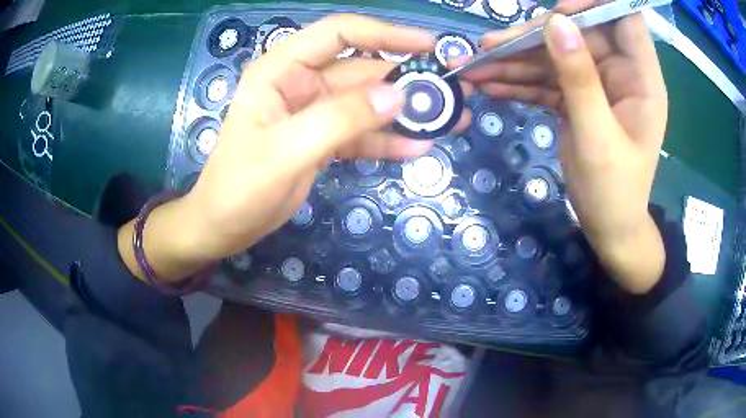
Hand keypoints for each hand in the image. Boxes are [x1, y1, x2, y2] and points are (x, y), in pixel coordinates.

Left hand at [117, 15, 469, 282]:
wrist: (223, 227)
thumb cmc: (239, 187)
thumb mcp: (286, 151)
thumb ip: (340, 119)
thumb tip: (399, 95)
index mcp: (282, 70)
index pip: (339, 33)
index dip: (385, 34)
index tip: (428, 45)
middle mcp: (300, 83)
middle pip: (363, 70)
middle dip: (408, 79)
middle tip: (453, 92)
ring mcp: (314, 112)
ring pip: (368, 103)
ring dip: (406, 111)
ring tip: (450, 120)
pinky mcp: (322, 140)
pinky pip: (361, 134)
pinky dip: (388, 140)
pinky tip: (418, 148)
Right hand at [461, 2, 666, 292]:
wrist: (608, 228)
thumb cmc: (614, 192)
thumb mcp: (597, 138)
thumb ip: (579, 79)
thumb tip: (556, 23)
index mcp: (641, 78)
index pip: (623, 17)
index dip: (593, 4)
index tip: (558, 13)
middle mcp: (620, 73)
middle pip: (577, 34)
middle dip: (534, 38)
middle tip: (489, 48)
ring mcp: (597, 85)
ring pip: (555, 57)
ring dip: (516, 61)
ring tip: (477, 69)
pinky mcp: (578, 99)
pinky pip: (548, 81)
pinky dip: (520, 83)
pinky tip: (491, 87)